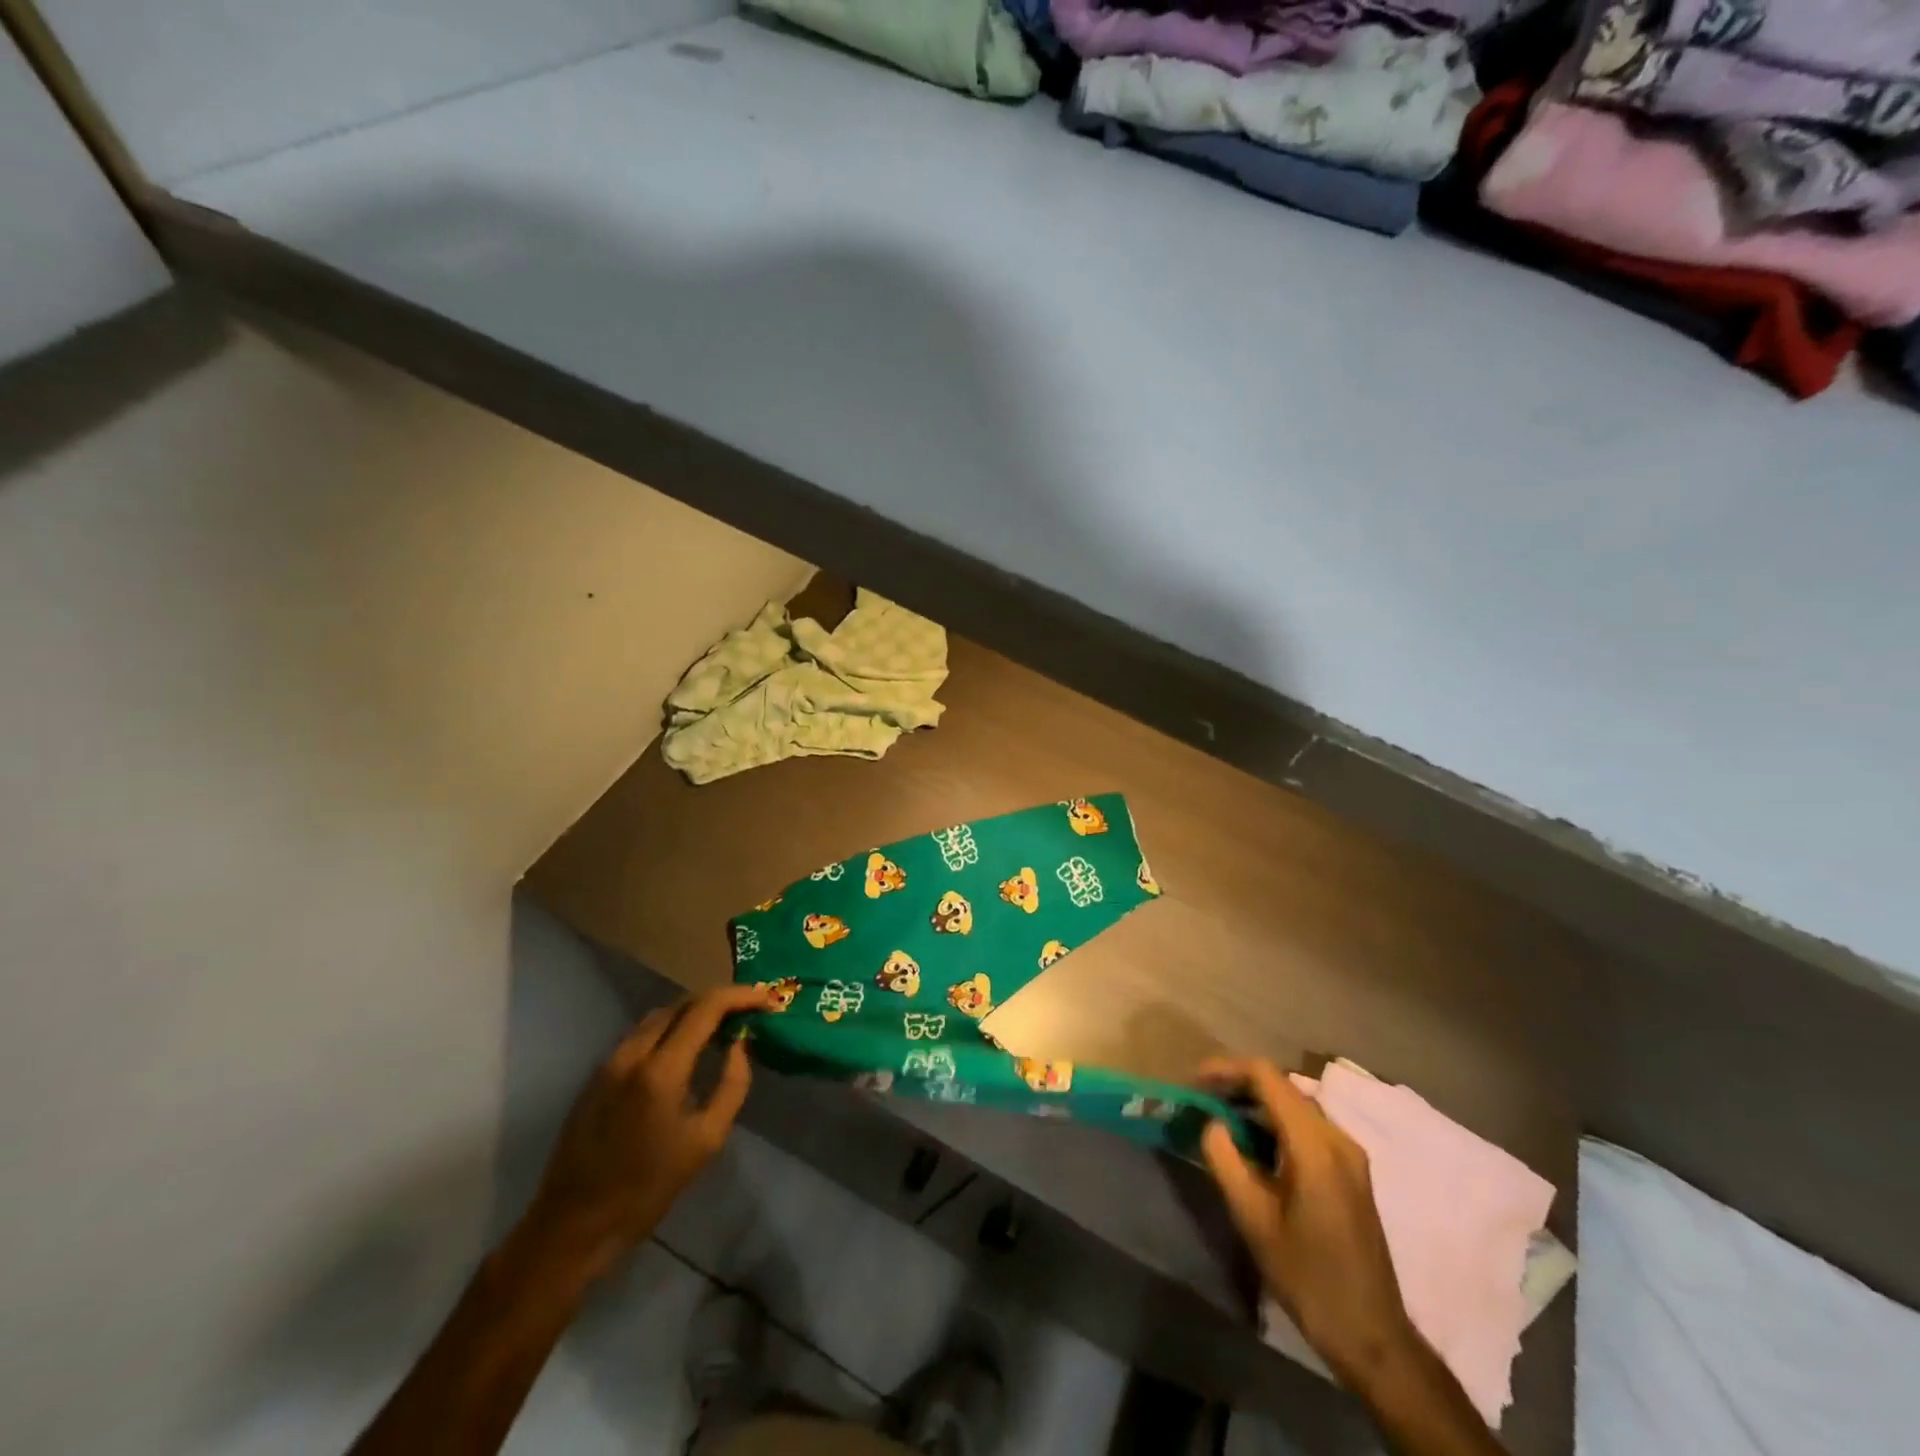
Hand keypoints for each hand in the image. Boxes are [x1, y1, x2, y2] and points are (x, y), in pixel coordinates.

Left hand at [523, 984, 774, 1277]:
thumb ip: (732, 1084)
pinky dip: (671, 1027)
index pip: (706, 1007)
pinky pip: (642, 1032)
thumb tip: (740, 1043)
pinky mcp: (598, 1072)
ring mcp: (611, 1059)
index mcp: (661, 1069)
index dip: (740, 996)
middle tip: (749, 1009)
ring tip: (723, 1026)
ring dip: (695, 1011)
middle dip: (720, 999)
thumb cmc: (648, 1188)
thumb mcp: (707, 1140)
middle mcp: (633, 1052)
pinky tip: (686, 1046)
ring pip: (661, 1014)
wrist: (574, 1224)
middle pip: (683, 1002)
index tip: (766, 1000)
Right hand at [1196, 1057, 1416, 1391]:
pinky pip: (1308, 1127)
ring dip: (1257, 1104)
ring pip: (1296, 1106)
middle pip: (1283, 1087)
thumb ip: (1225, 1158)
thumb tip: (1212, 1123)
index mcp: (1315, 1145)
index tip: (1195, 1081)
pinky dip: (1277, 1123)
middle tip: (1203, 1101)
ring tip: (1221, 1119)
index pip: (1267, 1077)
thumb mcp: (1252, 1218)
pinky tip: (1255, 1145)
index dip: (1227, 1069)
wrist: (1371, 1334)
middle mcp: (1338, 1138)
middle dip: (1239, 1085)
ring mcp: (1350, 1154)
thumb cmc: (1307, 1276)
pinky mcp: (1352, 1171)